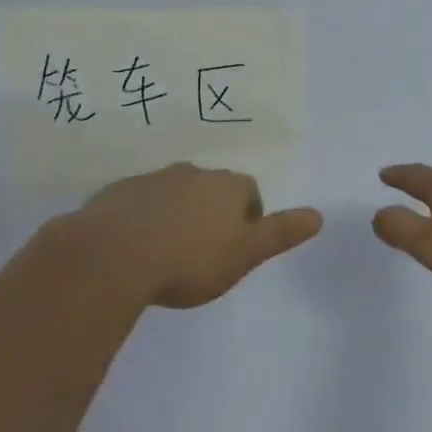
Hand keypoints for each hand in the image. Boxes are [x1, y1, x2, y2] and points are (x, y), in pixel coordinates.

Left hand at [64, 162, 322, 308]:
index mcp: (226, 186)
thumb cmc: (190, 259)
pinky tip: (136, 249)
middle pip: (211, 188)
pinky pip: (139, 203)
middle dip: (212, 212)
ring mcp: (152, 180)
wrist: (113, 255)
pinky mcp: (117, 193)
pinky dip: (144, 219)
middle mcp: (192, 173)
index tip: (237, 246)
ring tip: (169, 251)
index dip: (249, 217)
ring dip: (177, 213)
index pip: (249, 191)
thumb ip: (280, 233)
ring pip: (174, 193)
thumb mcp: (245, 254)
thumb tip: (318, 215)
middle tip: (204, 250)